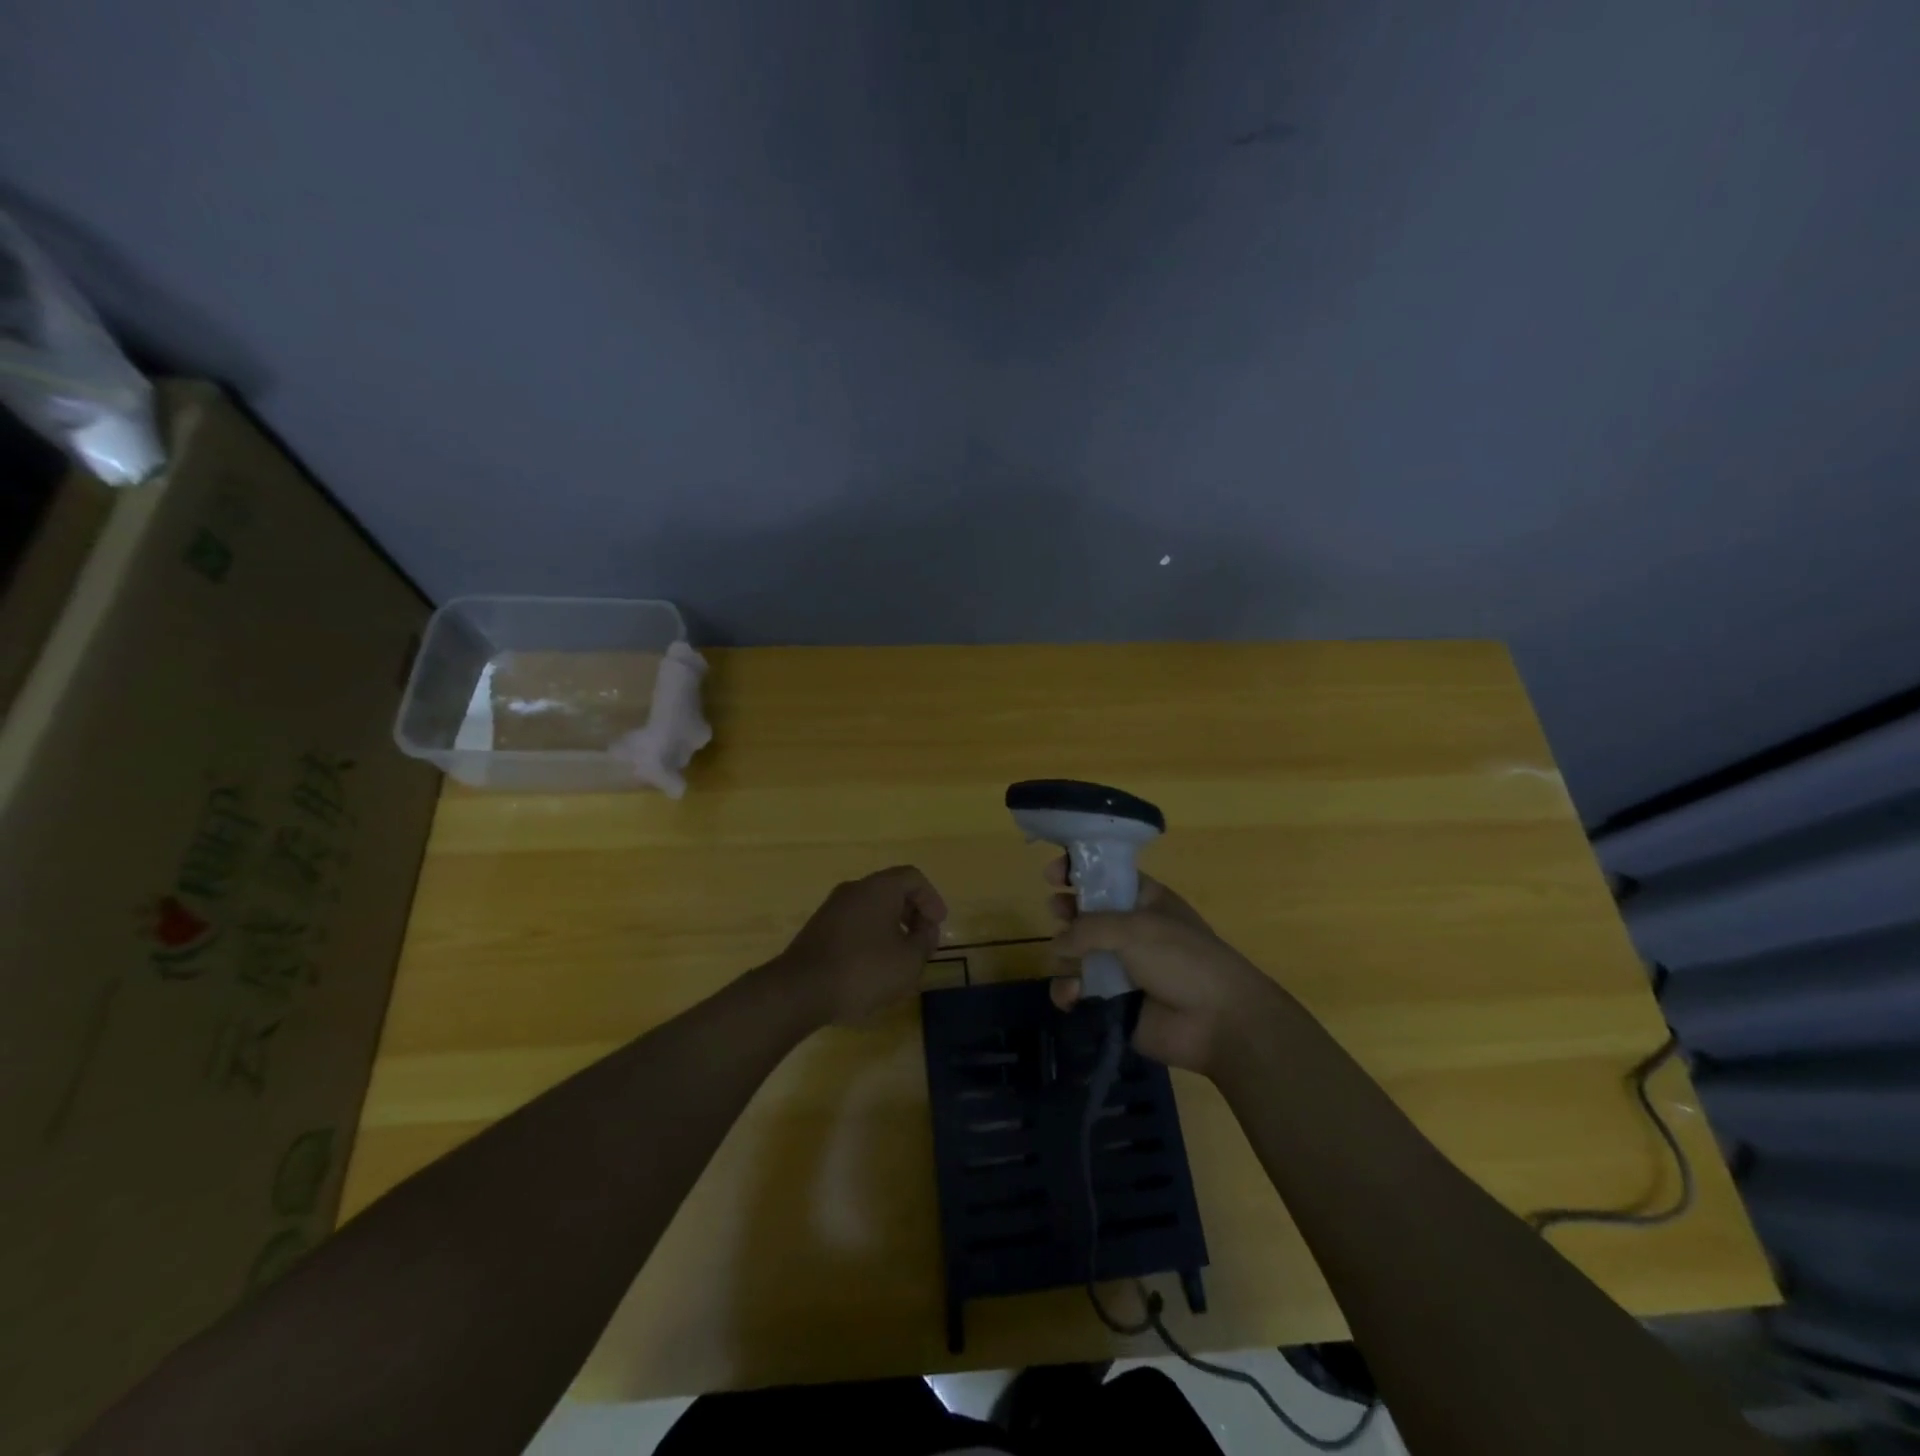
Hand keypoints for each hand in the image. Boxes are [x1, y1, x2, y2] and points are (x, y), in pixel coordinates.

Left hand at [778, 866, 947, 1024]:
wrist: (800, 990)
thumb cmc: (863, 970)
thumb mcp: (908, 961)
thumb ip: (924, 941)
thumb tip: (925, 930)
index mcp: (878, 888)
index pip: (912, 877)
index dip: (931, 899)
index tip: (938, 925)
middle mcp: (854, 890)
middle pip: (891, 891)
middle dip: (912, 914)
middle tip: (923, 942)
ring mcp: (832, 909)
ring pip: (871, 908)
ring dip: (891, 927)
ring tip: (900, 959)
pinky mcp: (818, 930)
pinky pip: (854, 924)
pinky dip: (871, 937)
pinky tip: (873, 967)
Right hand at [1046, 857, 1288, 1076]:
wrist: (1219, 1022)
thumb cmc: (1184, 959)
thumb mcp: (1137, 928)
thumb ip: (1088, 928)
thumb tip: (1058, 945)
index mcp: (1143, 901)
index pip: (1105, 877)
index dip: (1079, 871)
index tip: (1053, 873)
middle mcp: (1128, 931)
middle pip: (1083, 914)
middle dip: (1066, 912)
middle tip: (1059, 912)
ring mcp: (1118, 968)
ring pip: (1074, 954)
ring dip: (1064, 956)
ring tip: (1068, 962)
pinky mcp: (1110, 1003)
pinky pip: (1076, 992)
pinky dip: (1068, 992)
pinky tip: (1074, 995)